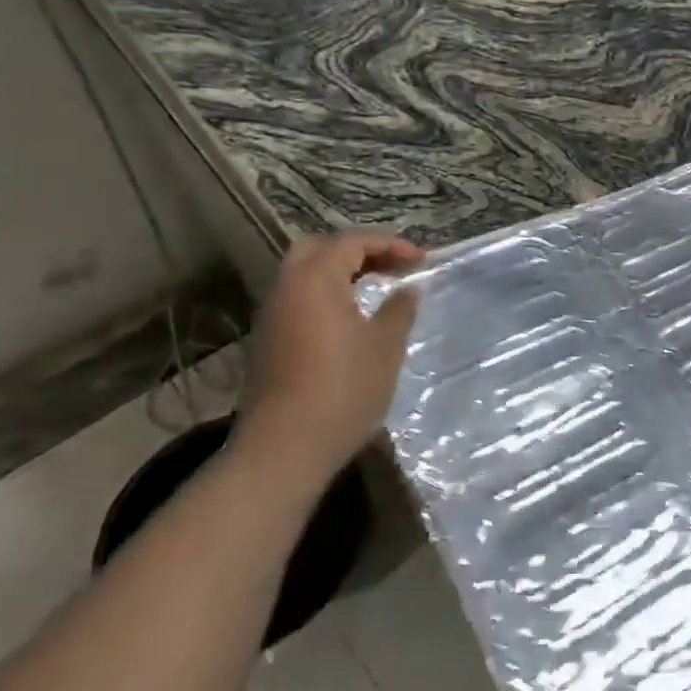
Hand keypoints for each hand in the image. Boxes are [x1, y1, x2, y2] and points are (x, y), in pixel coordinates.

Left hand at [236, 232, 425, 487]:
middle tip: (392, 267)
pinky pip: (300, 300)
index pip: (353, 242)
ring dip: (341, 273)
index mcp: (315, 281)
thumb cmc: (344, 389)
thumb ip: (399, 309)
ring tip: (377, 290)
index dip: (390, 245)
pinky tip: (352, 318)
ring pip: (305, 276)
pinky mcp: (269, 342)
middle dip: (358, 251)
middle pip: (318, 250)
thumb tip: (407, 289)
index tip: (422, 260)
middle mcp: (287, 289)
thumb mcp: (386, 345)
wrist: (285, 448)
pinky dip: (327, 295)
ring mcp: (272, 317)